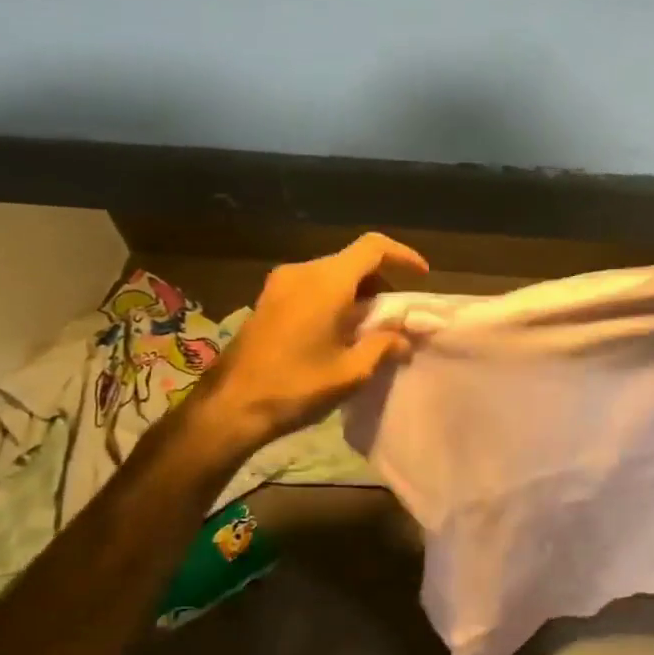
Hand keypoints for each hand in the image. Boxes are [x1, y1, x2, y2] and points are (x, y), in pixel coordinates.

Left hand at [191, 233, 429, 452]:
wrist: (231, 407)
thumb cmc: (296, 386)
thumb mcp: (352, 371)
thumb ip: (384, 345)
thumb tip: (406, 338)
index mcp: (327, 282)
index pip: (373, 247)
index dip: (402, 256)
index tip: (421, 277)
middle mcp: (302, 272)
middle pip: (353, 261)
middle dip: (381, 282)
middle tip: (396, 315)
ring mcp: (280, 284)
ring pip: (332, 274)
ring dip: (357, 293)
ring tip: (370, 328)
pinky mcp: (268, 299)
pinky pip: (312, 286)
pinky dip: (335, 298)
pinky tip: (340, 332)